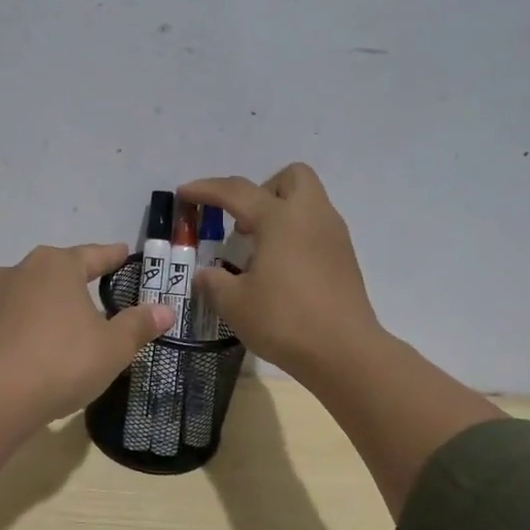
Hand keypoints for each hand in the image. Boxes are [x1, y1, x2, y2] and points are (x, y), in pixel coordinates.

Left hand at [0, 243, 173, 422]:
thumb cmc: (64, 361)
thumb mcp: (113, 346)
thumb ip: (138, 325)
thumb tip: (165, 310)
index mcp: (57, 265)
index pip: (93, 255)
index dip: (112, 257)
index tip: (123, 253)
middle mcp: (22, 271)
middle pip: (58, 270)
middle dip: (78, 278)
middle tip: (98, 286)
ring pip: (32, 294)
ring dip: (50, 303)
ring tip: (68, 318)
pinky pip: (14, 320)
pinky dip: (29, 327)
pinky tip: (39, 345)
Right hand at [178, 164, 380, 381]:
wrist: (344, 352)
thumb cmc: (284, 321)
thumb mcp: (234, 304)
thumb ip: (213, 282)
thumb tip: (204, 274)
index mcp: (280, 219)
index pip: (236, 192)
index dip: (206, 190)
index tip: (184, 193)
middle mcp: (311, 216)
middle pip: (292, 177)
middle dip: (262, 190)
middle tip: (242, 223)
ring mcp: (334, 236)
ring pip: (307, 202)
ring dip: (280, 214)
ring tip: (257, 251)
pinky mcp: (345, 258)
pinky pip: (316, 229)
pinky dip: (295, 236)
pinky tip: (280, 271)